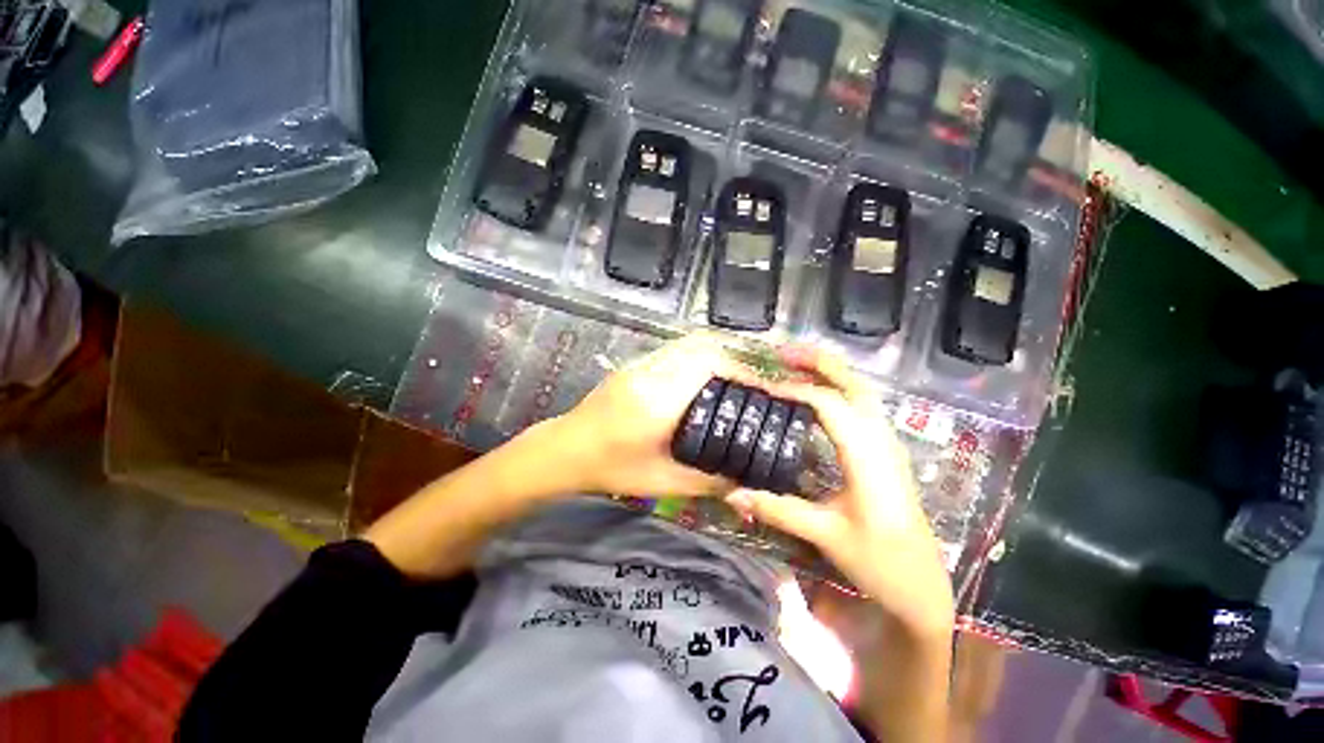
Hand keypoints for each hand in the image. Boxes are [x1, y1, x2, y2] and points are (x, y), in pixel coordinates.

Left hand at [552, 333, 760, 496]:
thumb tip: (744, 479)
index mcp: (657, 401)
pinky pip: (674, 351)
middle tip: (752, 385)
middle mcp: (649, 373)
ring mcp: (639, 365)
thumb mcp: (662, 482)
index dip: (741, 371)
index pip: (707, 365)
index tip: (763, 388)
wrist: (564, 450)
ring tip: (734, 382)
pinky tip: (704, 380)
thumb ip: (707, 481)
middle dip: (733, 361)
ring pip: (688, 344)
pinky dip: (697, 358)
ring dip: (716, 356)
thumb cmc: (610, 469)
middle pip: (701, 347)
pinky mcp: (634, 366)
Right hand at [725, 346, 953, 638]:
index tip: (763, 388)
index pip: (828, 405)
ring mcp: (888, 444)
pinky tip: (818, 397)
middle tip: (782, 353)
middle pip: (854, 384)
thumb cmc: (879, 561)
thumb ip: (776, 509)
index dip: (794, 390)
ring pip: (861, 391)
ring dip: (829, 372)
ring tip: (795, 365)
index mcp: (867, 455)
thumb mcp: (824, 534)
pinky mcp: (886, 452)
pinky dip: (838, 389)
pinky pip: (862, 406)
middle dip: (818, 362)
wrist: (922, 589)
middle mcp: (881, 440)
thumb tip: (731, 495)